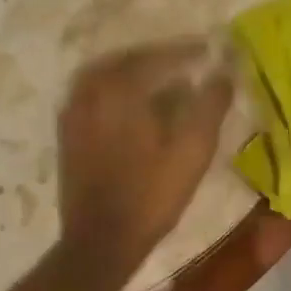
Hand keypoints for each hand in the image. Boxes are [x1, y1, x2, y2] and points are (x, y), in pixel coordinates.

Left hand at [58, 38, 233, 273]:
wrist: (101, 241)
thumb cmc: (152, 195)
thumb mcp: (193, 150)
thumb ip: (210, 104)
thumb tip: (223, 71)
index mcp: (119, 89)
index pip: (157, 56)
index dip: (187, 51)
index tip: (211, 50)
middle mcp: (90, 91)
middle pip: (128, 60)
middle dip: (159, 58)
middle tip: (187, 62)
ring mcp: (73, 112)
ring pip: (107, 76)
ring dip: (136, 73)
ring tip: (164, 83)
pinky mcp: (68, 133)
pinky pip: (94, 95)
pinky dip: (117, 91)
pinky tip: (136, 107)